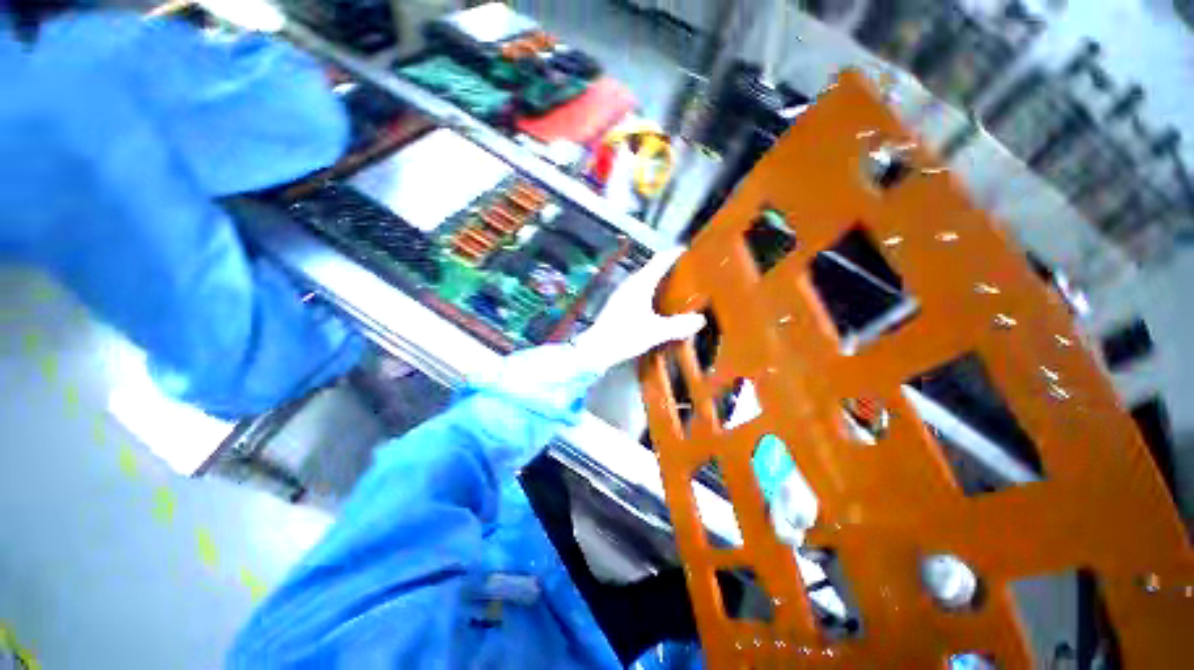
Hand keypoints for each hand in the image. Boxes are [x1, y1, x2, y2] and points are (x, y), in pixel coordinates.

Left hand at [571, 248, 704, 373]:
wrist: (596, 349)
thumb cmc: (625, 336)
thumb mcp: (655, 332)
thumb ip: (678, 326)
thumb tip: (701, 319)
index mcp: (640, 284)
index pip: (660, 261)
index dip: (674, 254)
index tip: (688, 250)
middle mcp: (630, 284)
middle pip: (652, 269)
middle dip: (670, 268)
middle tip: (689, 272)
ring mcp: (622, 293)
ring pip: (645, 280)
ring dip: (660, 281)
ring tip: (677, 288)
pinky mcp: (619, 303)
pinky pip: (640, 290)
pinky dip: (652, 291)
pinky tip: (658, 304)